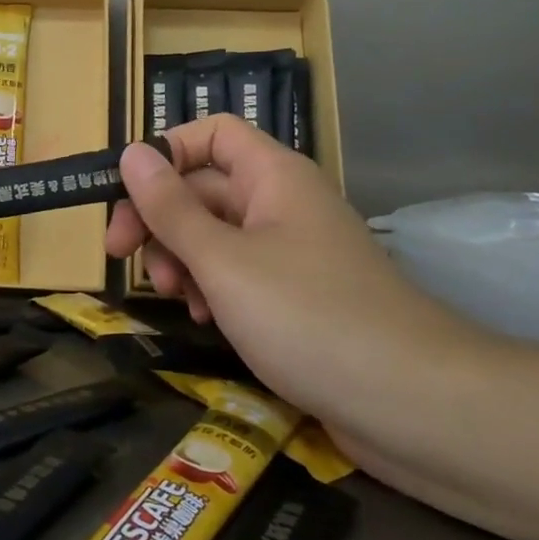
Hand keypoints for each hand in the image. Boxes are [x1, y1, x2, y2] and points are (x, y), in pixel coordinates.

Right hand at [105, 115, 471, 427]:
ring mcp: (290, 252)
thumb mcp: (223, 260)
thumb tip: (131, 152)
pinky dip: (210, 287)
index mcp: (273, 176)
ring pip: (215, 234)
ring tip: (172, 295)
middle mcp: (281, 204)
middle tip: (123, 256)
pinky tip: (203, 318)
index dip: (166, 152)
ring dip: (181, 257)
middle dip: (160, 218)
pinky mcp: (295, 297)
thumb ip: (170, 208)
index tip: (126, 193)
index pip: (211, 134)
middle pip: (203, 187)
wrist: (415, 405)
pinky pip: (237, 274)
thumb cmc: (309, 316)